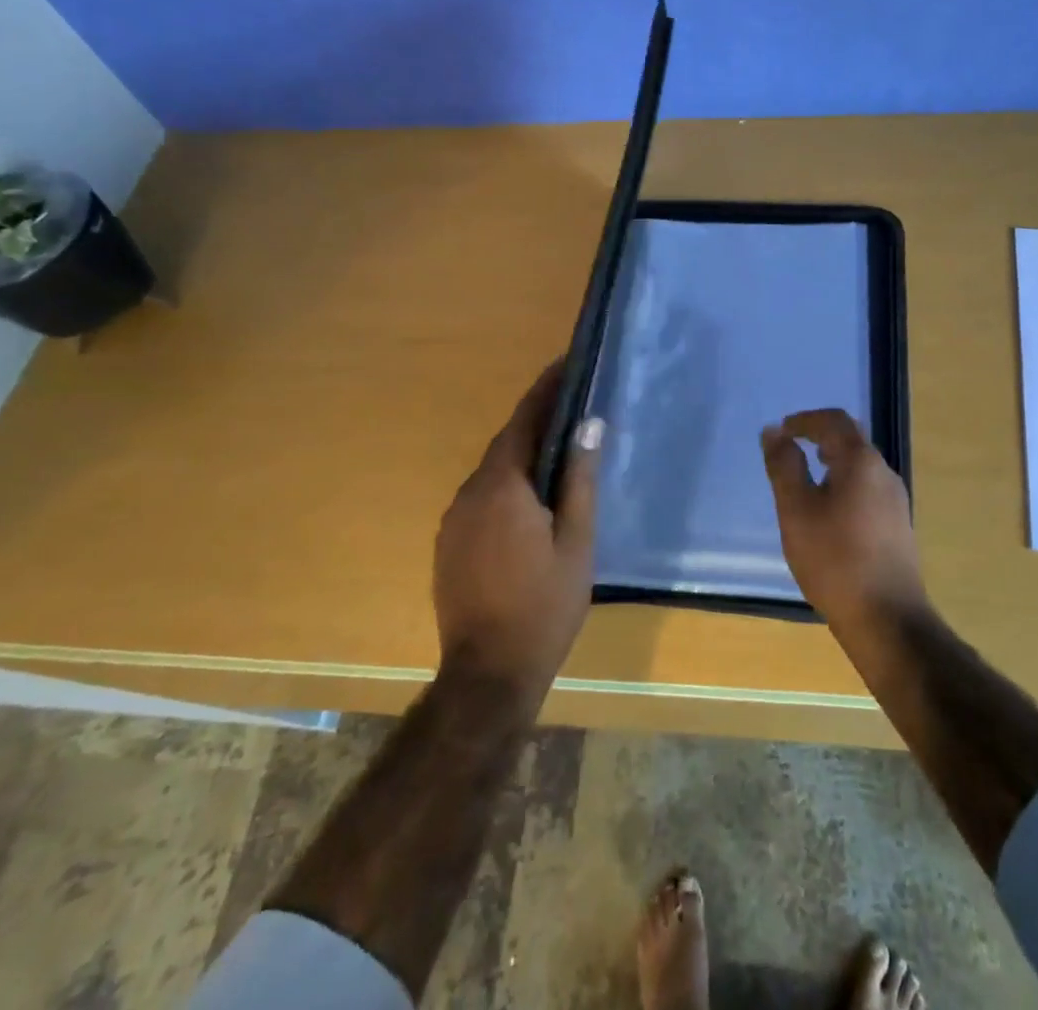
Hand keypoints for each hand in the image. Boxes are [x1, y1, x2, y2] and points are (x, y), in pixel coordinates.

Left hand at [434, 360, 600, 698]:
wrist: (488, 673)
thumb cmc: (544, 605)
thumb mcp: (576, 542)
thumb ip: (580, 479)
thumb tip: (589, 424)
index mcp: (503, 487)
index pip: (523, 420)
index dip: (544, 390)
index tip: (565, 364)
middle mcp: (470, 493)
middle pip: (505, 443)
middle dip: (536, 421)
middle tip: (571, 406)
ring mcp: (454, 519)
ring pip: (492, 471)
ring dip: (521, 455)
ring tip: (557, 451)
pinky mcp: (448, 542)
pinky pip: (481, 497)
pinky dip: (507, 484)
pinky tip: (530, 500)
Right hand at [761, 409, 925, 635]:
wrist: (887, 619)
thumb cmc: (834, 559)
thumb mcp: (796, 510)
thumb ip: (784, 466)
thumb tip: (774, 431)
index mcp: (861, 462)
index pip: (834, 420)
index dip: (805, 420)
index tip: (781, 431)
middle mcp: (884, 473)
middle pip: (851, 440)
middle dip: (819, 438)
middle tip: (791, 450)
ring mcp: (895, 501)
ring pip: (860, 466)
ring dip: (832, 463)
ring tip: (805, 481)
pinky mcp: (898, 526)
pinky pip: (867, 489)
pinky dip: (843, 484)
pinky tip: (827, 514)